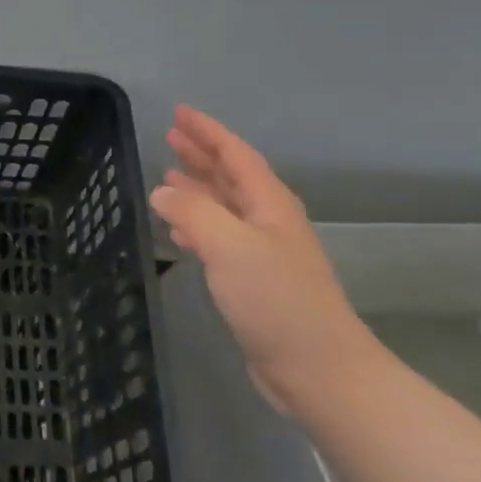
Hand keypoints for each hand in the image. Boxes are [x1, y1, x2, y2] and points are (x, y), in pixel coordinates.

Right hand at [148, 105, 378, 417]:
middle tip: (170, 135)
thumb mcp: (229, 246)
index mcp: (269, 204)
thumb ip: (193, 212)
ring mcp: (262, 251)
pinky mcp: (253, 280)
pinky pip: (219, 236)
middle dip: (202, 153)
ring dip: (199, 186)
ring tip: (168, 173)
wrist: (318, 369)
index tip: (178, 113)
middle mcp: (268, 221)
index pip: (235, 155)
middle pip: (231, 176)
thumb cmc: (276, 300)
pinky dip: (197, 223)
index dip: (207, 132)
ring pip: (224, 205)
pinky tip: (179, 230)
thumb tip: (162, 190)